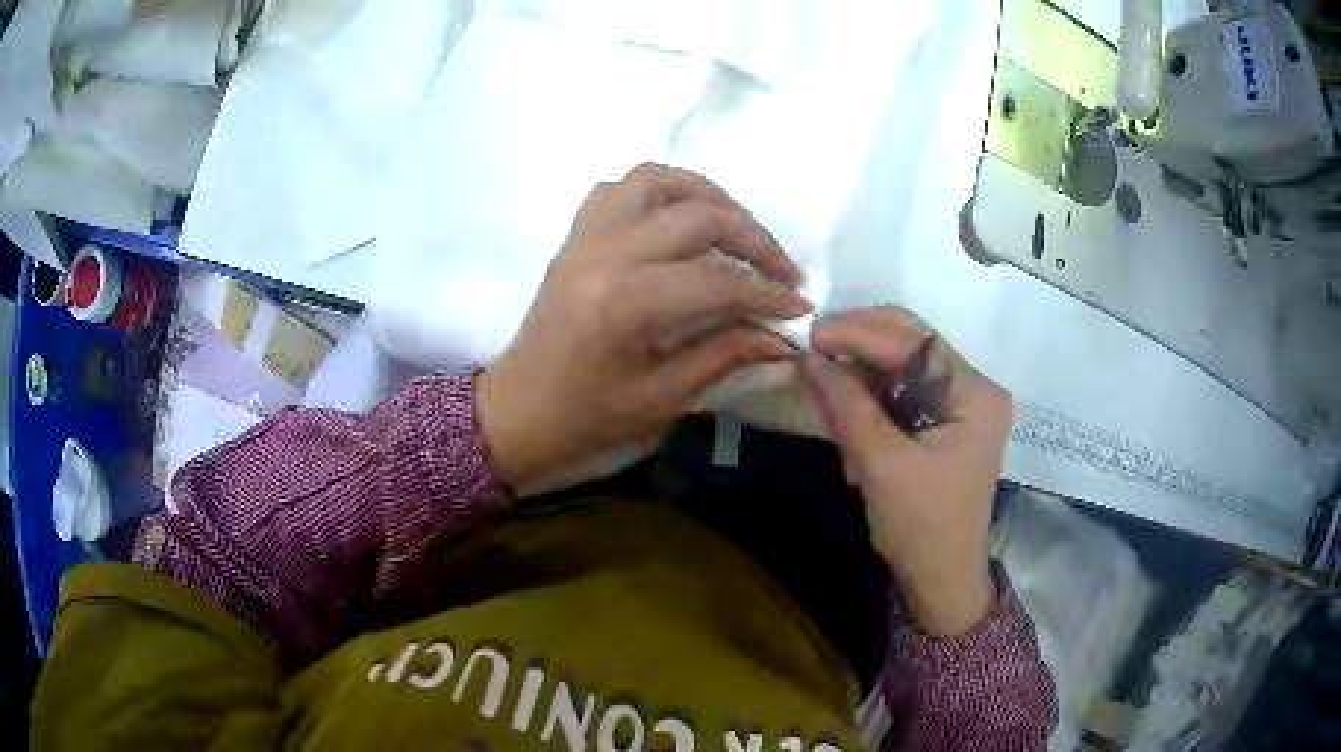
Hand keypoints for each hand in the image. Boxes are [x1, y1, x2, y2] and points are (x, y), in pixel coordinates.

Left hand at [478, 163, 809, 488]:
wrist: (519, 408)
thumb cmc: (587, 416)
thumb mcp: (663, 397)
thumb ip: (727, 355)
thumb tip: (784, 337)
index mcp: (626, 303)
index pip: (718, 281)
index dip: (767, 294)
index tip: (799, 307)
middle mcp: (606, 253)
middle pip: (698, 217)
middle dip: (754, 239)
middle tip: (782, 271)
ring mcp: (586, 236)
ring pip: (658, 181)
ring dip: (708, 196)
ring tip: (738, 228)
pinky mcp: (576, 235)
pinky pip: (620, 189)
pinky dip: (659, 192)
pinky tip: (678, 220)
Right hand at [803, 307, 1010, 635]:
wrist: (941, 579)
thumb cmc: (921, 525)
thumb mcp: (882, 463)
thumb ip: (849, 405)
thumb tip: (811, 358)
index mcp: (975, 394)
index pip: (914, 342)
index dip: (860, 333)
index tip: (812, 334)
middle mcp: (974, 389)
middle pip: (911, 347)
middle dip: (860, 349)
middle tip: (813, 350)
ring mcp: (961, 406)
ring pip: (902, 370)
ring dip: (862, 382)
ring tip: (826, 396)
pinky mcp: (945, 424)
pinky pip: (902, 397)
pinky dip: (871, 405)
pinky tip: (847, 424)